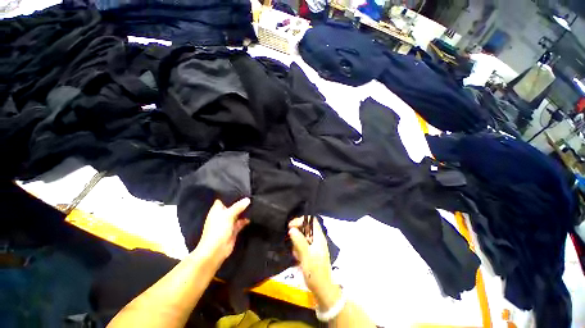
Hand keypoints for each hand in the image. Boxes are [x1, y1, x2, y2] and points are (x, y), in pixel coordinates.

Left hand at [196, 198, 250, 260]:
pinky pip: (241, 222)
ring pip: (238, 214)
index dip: (231, 194)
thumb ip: (238, 206)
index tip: (241, 188)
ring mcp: (228, 222)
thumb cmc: (218, 229)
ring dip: (244, 210)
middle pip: (232, 206)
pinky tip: (253, 215)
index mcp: (217, 209)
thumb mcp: (228, 215)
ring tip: (254, 202)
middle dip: (240, 202)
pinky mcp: (234, 229)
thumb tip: (248, 199)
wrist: (216, 250)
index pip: (224, 198)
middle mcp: (223, 214)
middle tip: (251, 194)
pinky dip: (246, 219)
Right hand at [289, 217, 340, 310]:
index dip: (300, 221)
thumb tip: (292, 229)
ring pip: (304, 237)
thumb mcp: (305, 255)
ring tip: (296, 253)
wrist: (322, 288)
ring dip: (297, 243)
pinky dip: (299, 249)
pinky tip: (298, 258)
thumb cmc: (315, 272)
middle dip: (297, 233)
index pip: (311, 220)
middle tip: (292, 242)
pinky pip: (304, 245)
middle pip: (306, 228)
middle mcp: (318, 239)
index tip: (291, 227)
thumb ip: (299, 241)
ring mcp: (316, 246)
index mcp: (319, 237)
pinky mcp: (313, 252)